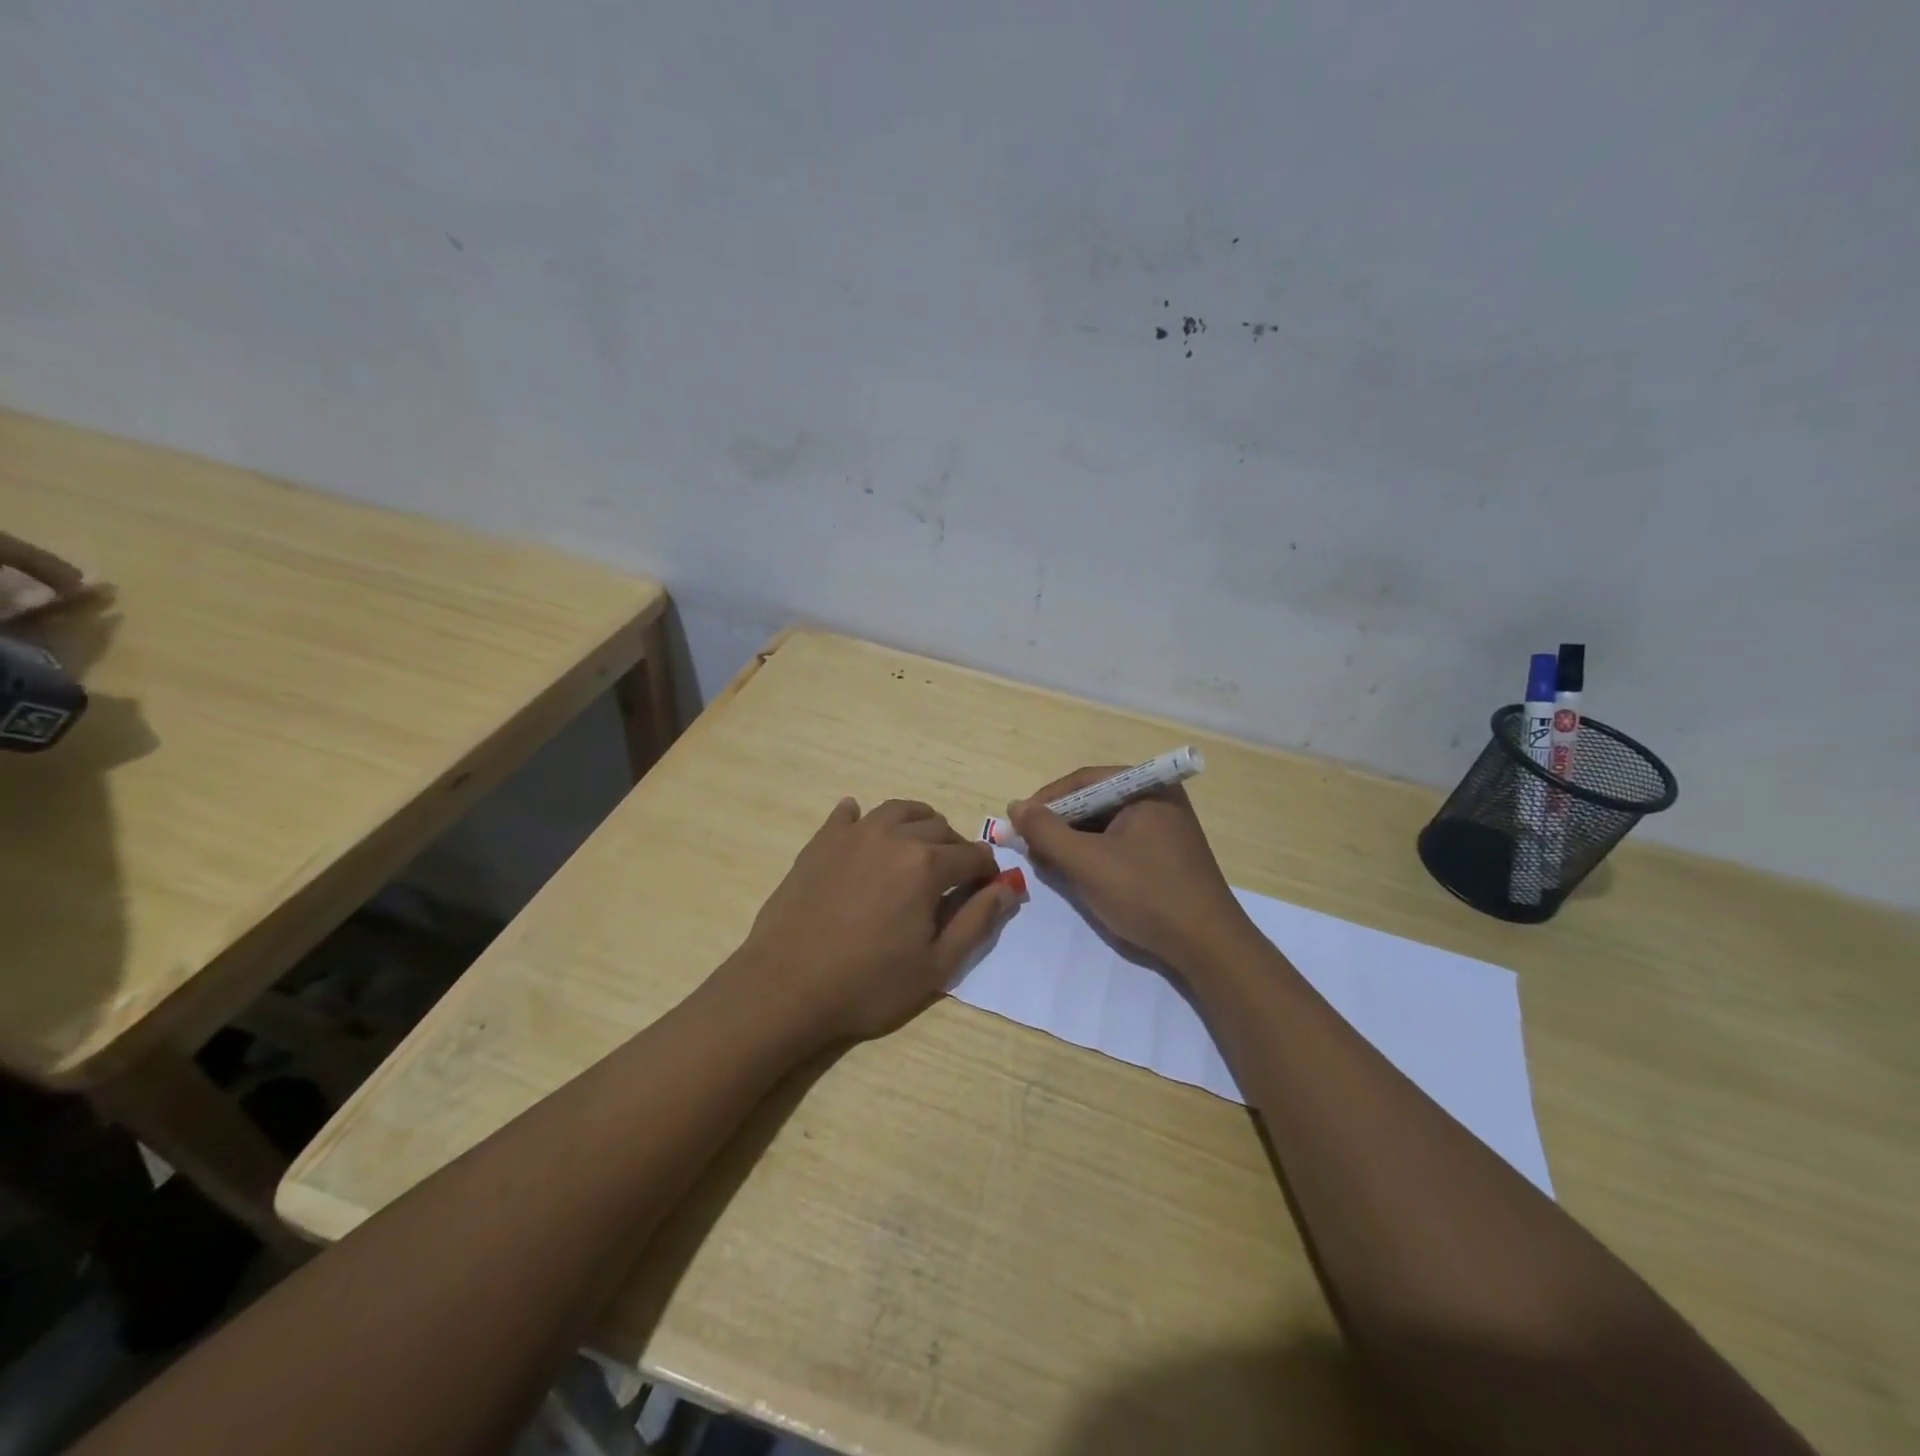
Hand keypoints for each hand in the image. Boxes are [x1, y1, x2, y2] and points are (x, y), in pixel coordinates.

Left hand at [725, 798, 1016, 1046]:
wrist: (786, 986)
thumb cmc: (867, 984)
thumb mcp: (936, 965)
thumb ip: (977, 921)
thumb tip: (1008, 888)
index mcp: (926, 865)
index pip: (973, 855)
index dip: (987, 872)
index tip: (986, 889)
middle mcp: (893, 837)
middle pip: (939, 827)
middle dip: (955, 848)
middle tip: (951, 877)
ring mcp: (853, 834)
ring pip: (899, 810)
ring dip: (918, 824)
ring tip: (917, 849)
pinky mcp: (820, 842)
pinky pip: (848, 814)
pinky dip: (863, 818)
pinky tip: (863, 831)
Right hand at [1008, 768, 1252, 970]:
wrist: (1208, 947)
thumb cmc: (1146, 894)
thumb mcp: (1086, 862)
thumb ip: (1046, 831)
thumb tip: (1016, 807)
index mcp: (1147, 787)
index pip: (1083, 782)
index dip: (1045, 802)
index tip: (1017, 825)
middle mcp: (1158, 799)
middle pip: (1094, 802)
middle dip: (1059, 825)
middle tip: (1030, 848)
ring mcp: (1165, 828)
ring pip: (1105, 826)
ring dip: (1073, 843)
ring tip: (1049, 865)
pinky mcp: (1166, 855)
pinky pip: (1120, 844)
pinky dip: (1095, 856)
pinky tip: (1078, 875)